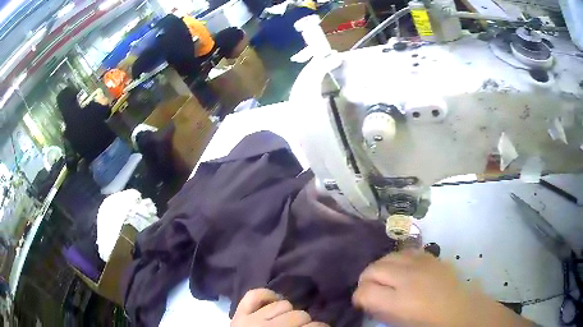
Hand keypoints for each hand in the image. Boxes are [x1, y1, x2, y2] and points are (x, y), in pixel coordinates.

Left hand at [231, 288, 327, 326]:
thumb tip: (320, 326)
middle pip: (299, 315)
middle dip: (306, 321)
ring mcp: (251, 319)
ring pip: (283, 304)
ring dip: (289, 311)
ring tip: (288, 319)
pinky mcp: (239, 314)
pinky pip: (254, 295)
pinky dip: (266, 295)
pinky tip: (274, 301)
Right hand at [353, 251, 533, 326]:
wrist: (461, 311)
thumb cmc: (430, 323)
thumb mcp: (400, 323)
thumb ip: (380, 310)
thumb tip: (367, 300)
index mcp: (399, 301)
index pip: (364, 291)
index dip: (358, 298)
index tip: (361, 303)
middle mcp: (408, 278)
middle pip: (372, 269)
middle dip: (365, 281)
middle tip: (370, 291)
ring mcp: (421, 264)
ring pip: (387, 257)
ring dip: (380, 268)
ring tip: (385, 279)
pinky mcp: (430, 257)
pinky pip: (405, 252)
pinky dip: (397, 260)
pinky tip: (402, 269)